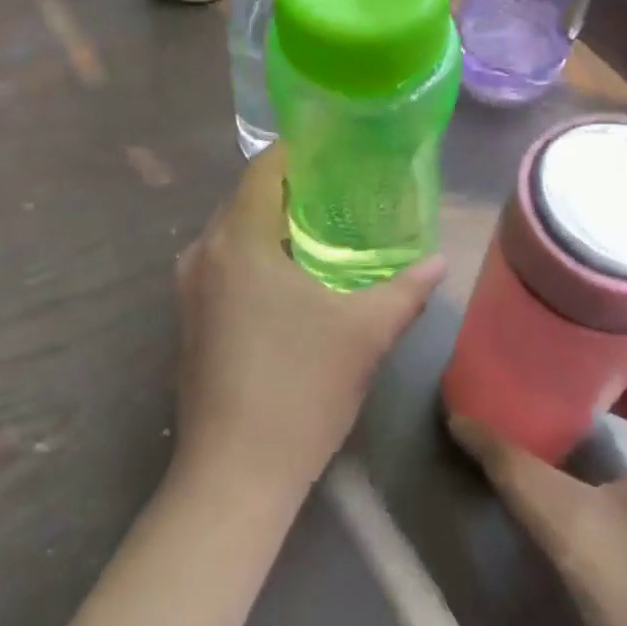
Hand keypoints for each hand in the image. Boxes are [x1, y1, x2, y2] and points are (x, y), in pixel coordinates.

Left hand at [173, 146, 443, 506]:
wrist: (234, 473)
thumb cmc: (299, 390)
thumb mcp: (364, 334)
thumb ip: (405, 290)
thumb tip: (439, 261)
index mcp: (238, 239)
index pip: (264, 167)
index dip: (301, 152)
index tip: (340, 153)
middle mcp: (203, 252)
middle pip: (246, 197)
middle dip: (293, 190)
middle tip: (344, 194)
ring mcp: (189, 287)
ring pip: (234, 232)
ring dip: (273, 225)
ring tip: (324, 232)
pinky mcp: (187, 317)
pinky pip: (224, 264)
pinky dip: (256, 255)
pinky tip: (292, 278)